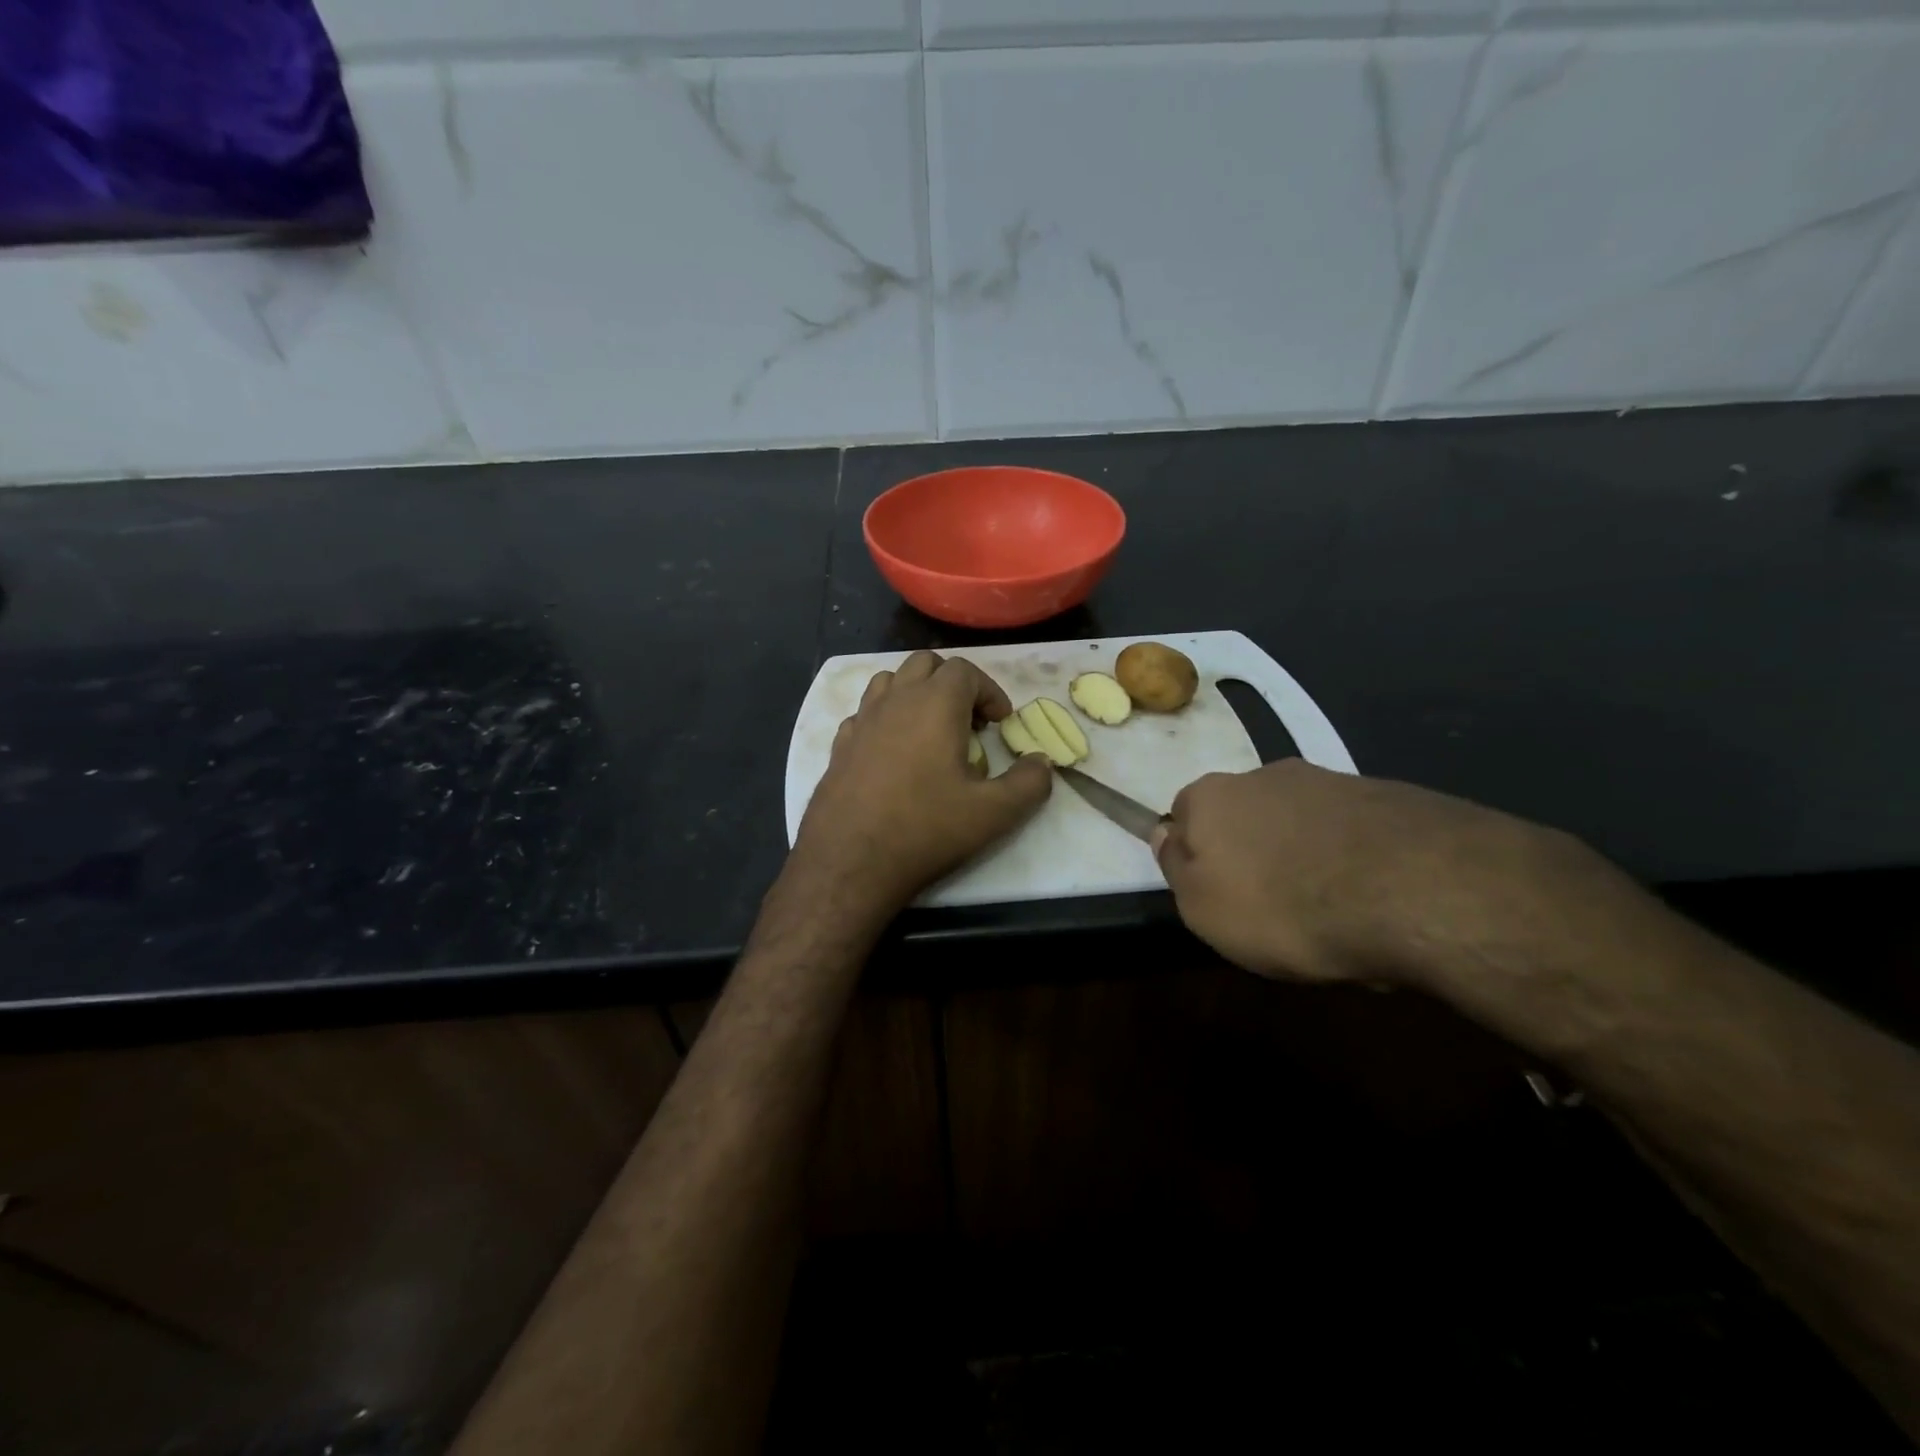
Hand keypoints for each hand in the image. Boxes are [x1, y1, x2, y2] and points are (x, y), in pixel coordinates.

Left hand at [790, 651, 1052, 915]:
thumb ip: (1029, 783)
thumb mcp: (994, 813)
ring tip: (931, 729)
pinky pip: (865, 713)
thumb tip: (1042, 763)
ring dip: (916, 693)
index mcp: (935, 704)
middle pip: (926, 664)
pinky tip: (894, 753)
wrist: (850, 861)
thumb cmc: (926, 829)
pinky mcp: (840, 745)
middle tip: (968, 721)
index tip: (999, 723)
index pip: (966, 671)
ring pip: (891, 681)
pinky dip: (885, 719)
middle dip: (953, 683)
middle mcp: (896, 700)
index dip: (989, 691)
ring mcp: (862, 720)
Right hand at [1153, 759, 1604, 986]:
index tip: (1214, 893)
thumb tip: (1165, 835)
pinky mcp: (1386, 795)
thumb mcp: (1203, 908)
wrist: (1411, 888)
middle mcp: (1263, 775)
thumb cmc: (1282, 905)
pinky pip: (1350, 832)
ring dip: (1302, 854)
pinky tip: (1371, 898)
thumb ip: (1176, 868)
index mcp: (1210, 796)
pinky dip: (1351, 858)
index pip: (1182, 816)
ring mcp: (1328, 780)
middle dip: (1250, 851)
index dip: (1194, 855)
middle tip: (1270, 905)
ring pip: (1298, 821)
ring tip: (1328, 909)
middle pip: (1242, 815)